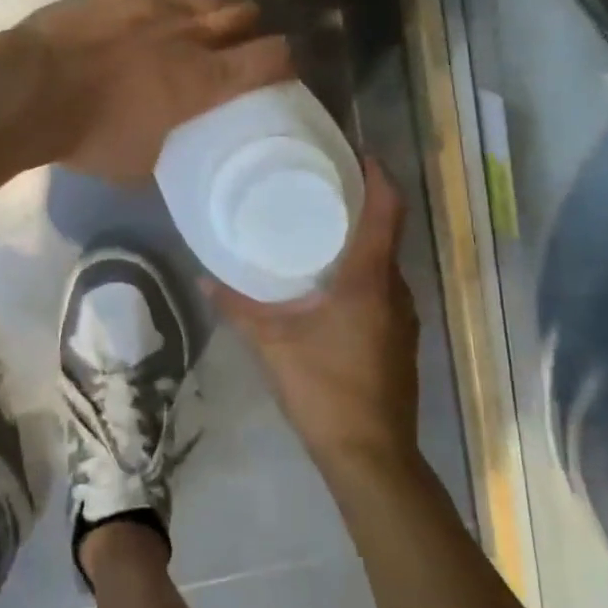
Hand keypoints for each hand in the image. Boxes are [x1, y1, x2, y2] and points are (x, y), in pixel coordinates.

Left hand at [20, 0, 293, 182]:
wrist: (29, 90)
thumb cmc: (90, 135)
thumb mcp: (140, 163)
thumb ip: (169, 145)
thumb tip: (173, 143)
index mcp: (202, 79)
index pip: (267, 58)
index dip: (285, 59)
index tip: (287, 65)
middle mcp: (186, 33)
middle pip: (241, 11)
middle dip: (251, 23)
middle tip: (246, 36)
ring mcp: (151, 5)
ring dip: (212, 8)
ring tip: (206, 19)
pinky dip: (163, 5)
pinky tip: (151, 16)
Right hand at [208, 159, 421, 470]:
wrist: (370, 454)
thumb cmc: (323, 389)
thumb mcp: (272, 344)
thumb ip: (238, 307)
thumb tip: (204, 279)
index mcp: (369, 279)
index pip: (388, 210)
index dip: (379, 175)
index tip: (357, 153)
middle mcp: (395, 290)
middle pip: (387, 232)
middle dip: (362, 205)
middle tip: (322, 188)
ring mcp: (403, 317)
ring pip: (385, 264)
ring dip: (361, 242)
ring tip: (320, 231)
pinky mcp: (400, 339)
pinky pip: (383, 289)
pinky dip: (363, 273)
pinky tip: (330, 285)